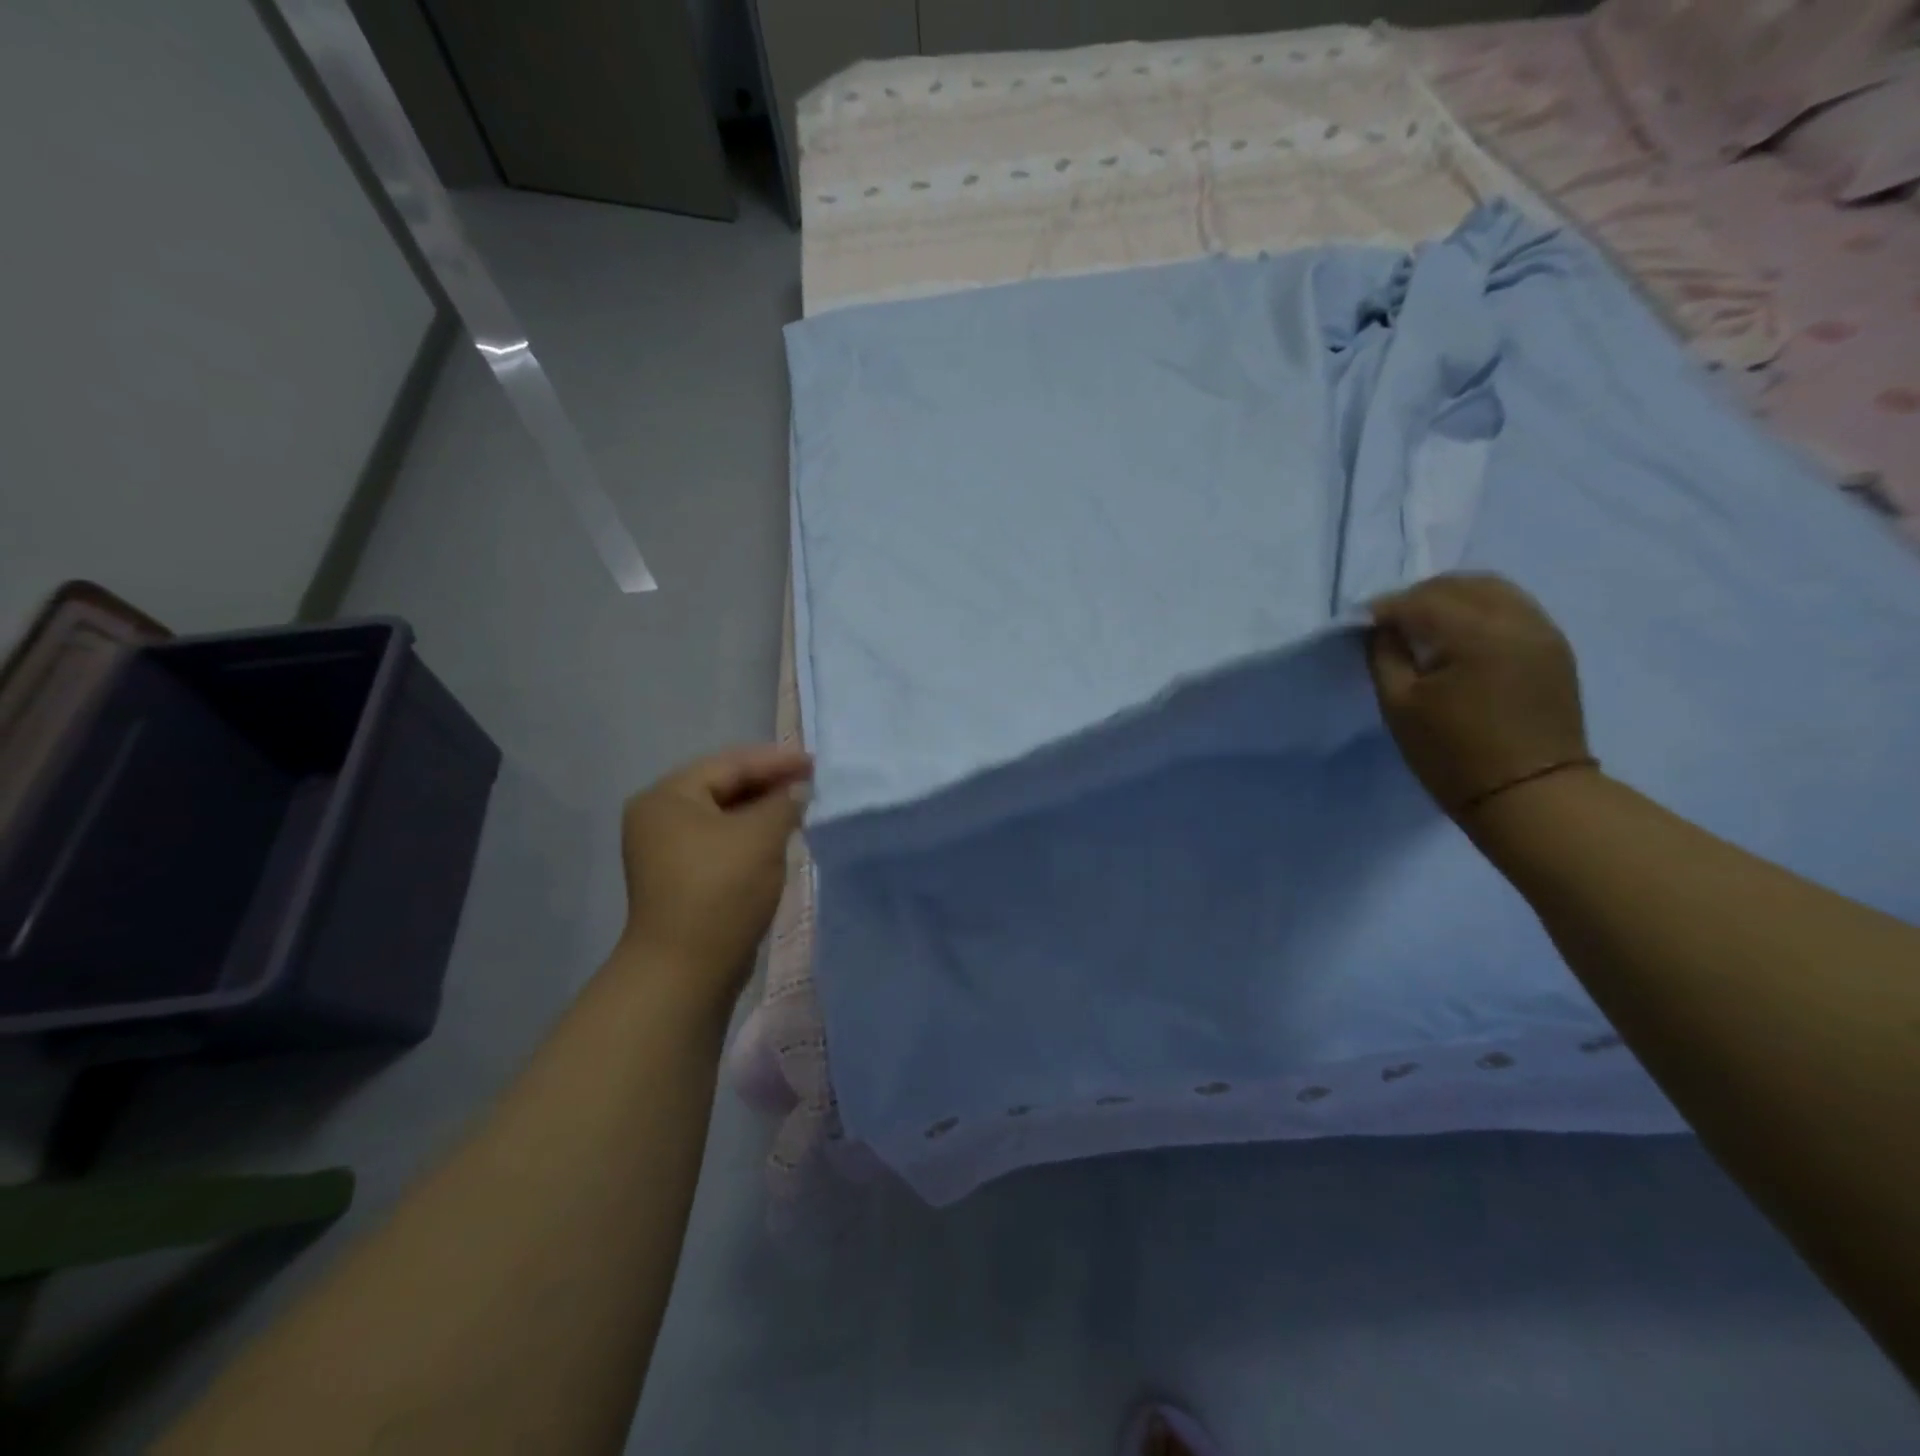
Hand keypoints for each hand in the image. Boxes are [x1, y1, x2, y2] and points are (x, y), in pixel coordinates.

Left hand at [617, 746, 813, 998]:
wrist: (686, 969)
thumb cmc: (721, 889)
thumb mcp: (761, 836)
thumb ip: (784, 803)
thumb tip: (797, 791)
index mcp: (667, 797)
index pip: (729, 764)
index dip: (775, 760)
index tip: (814, 762)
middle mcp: (659, 817)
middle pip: (723, 787)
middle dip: (768, 784)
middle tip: (810, 781)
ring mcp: (666, 850)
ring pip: (724, 817)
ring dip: (762, 811)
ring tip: (801, 806)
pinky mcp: (681, 878)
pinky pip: (722, 842)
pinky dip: (750, 835)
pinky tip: (779, 837)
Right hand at [1367, 573, 1592, 817]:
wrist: (1531, 794)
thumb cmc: (1453, 754)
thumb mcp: (1399, 706)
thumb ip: (1385, 656)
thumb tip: (1382, 629)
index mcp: (1476, 633)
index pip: (1420, 600)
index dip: (1383, 608)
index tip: (1360, 624)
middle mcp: (1516, 620)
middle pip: (1460, 584)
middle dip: (1418, 596)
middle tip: (1390, 623)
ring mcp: (1543, 631)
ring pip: (1492, 589)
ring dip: (1452, 598)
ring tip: (1425, 625)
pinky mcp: (1555, 648)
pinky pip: (1513, 608)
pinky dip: (1480, 610)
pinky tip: (1461, 636)